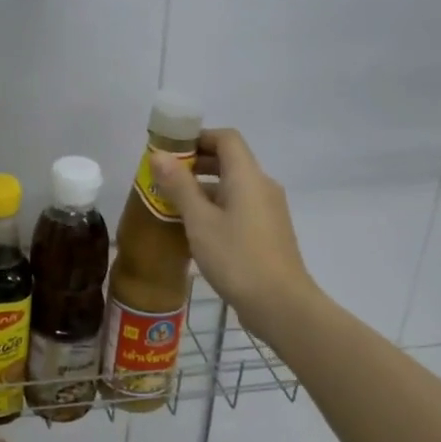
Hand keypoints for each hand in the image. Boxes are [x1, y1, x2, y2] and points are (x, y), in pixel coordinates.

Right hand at [151, 129, 316, 340]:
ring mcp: (268, 210)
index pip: (226, 138)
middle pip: (230, 161)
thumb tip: (159, 155)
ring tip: (173, 204)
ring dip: (204, 188)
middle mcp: (262, 187)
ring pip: (233, 186)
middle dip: (196, 163)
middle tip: (164, 177)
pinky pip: (239, 206)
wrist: (281, 304)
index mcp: (248, 177)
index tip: (170, 150)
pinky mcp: (268, 232)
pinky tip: (195, 229)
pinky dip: (216, 207)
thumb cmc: (237, 258)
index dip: (198, 137)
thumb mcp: (199, 221)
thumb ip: (179, 186)